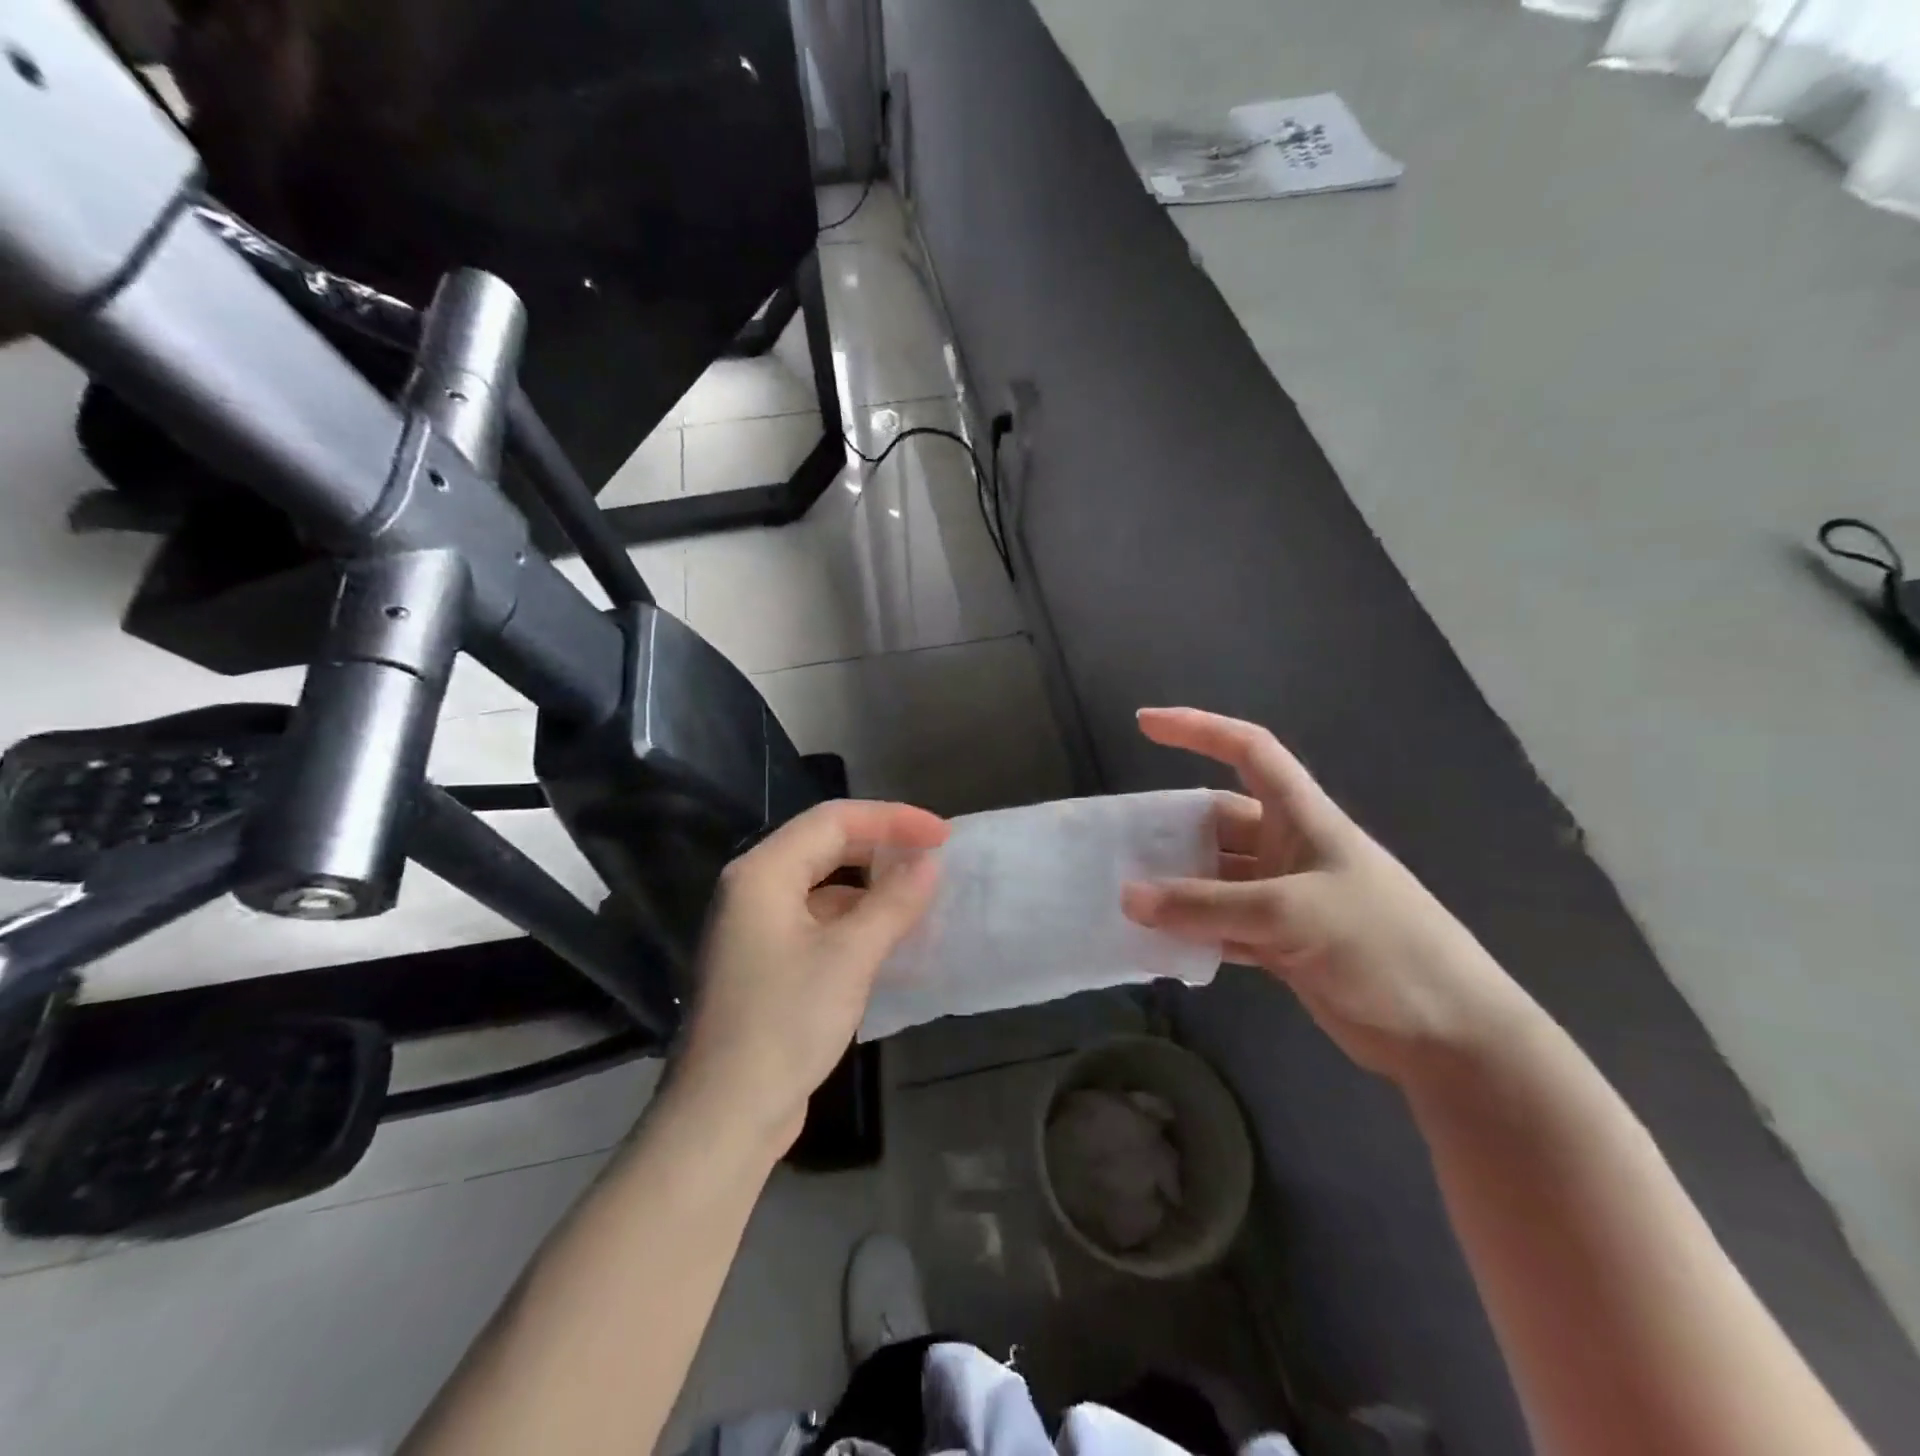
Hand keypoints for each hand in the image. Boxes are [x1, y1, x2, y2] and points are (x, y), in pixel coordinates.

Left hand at [674, 800, 948, 1147]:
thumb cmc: (785, 1022)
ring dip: (871, 886)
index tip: (942, 835)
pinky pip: (817, 920)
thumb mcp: (850, 956)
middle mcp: (753, 889)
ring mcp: (756, 927)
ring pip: (823, 885)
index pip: (834, 820)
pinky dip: (855, 920)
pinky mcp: (765, 962)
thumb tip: (929, 863)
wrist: (725, 1116)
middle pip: (825, 846)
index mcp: (763, 872)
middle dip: (882, 846)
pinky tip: (889, 938)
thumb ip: (893, 902)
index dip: (893, 819)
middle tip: (934, 858)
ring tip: (919, 896)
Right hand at [1120, 708, 1536, 1087]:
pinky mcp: (1282, 943)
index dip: (1199, 728)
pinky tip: (1158, 942)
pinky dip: (1193, 932)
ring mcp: (1285, 898)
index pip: (1249, 751)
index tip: (1145, 722)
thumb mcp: (1290, 914)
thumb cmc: (1383, 947)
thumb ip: (1206, 906)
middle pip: (1217, 821)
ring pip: (1215, 878)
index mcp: (1304, 818)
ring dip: (1176, 887)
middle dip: (1170, 828)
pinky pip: (1222, 925)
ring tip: (1124, 896)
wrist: (1450, 1036)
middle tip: (1116, 844)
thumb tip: (1128, 898)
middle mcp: (1290, 849)